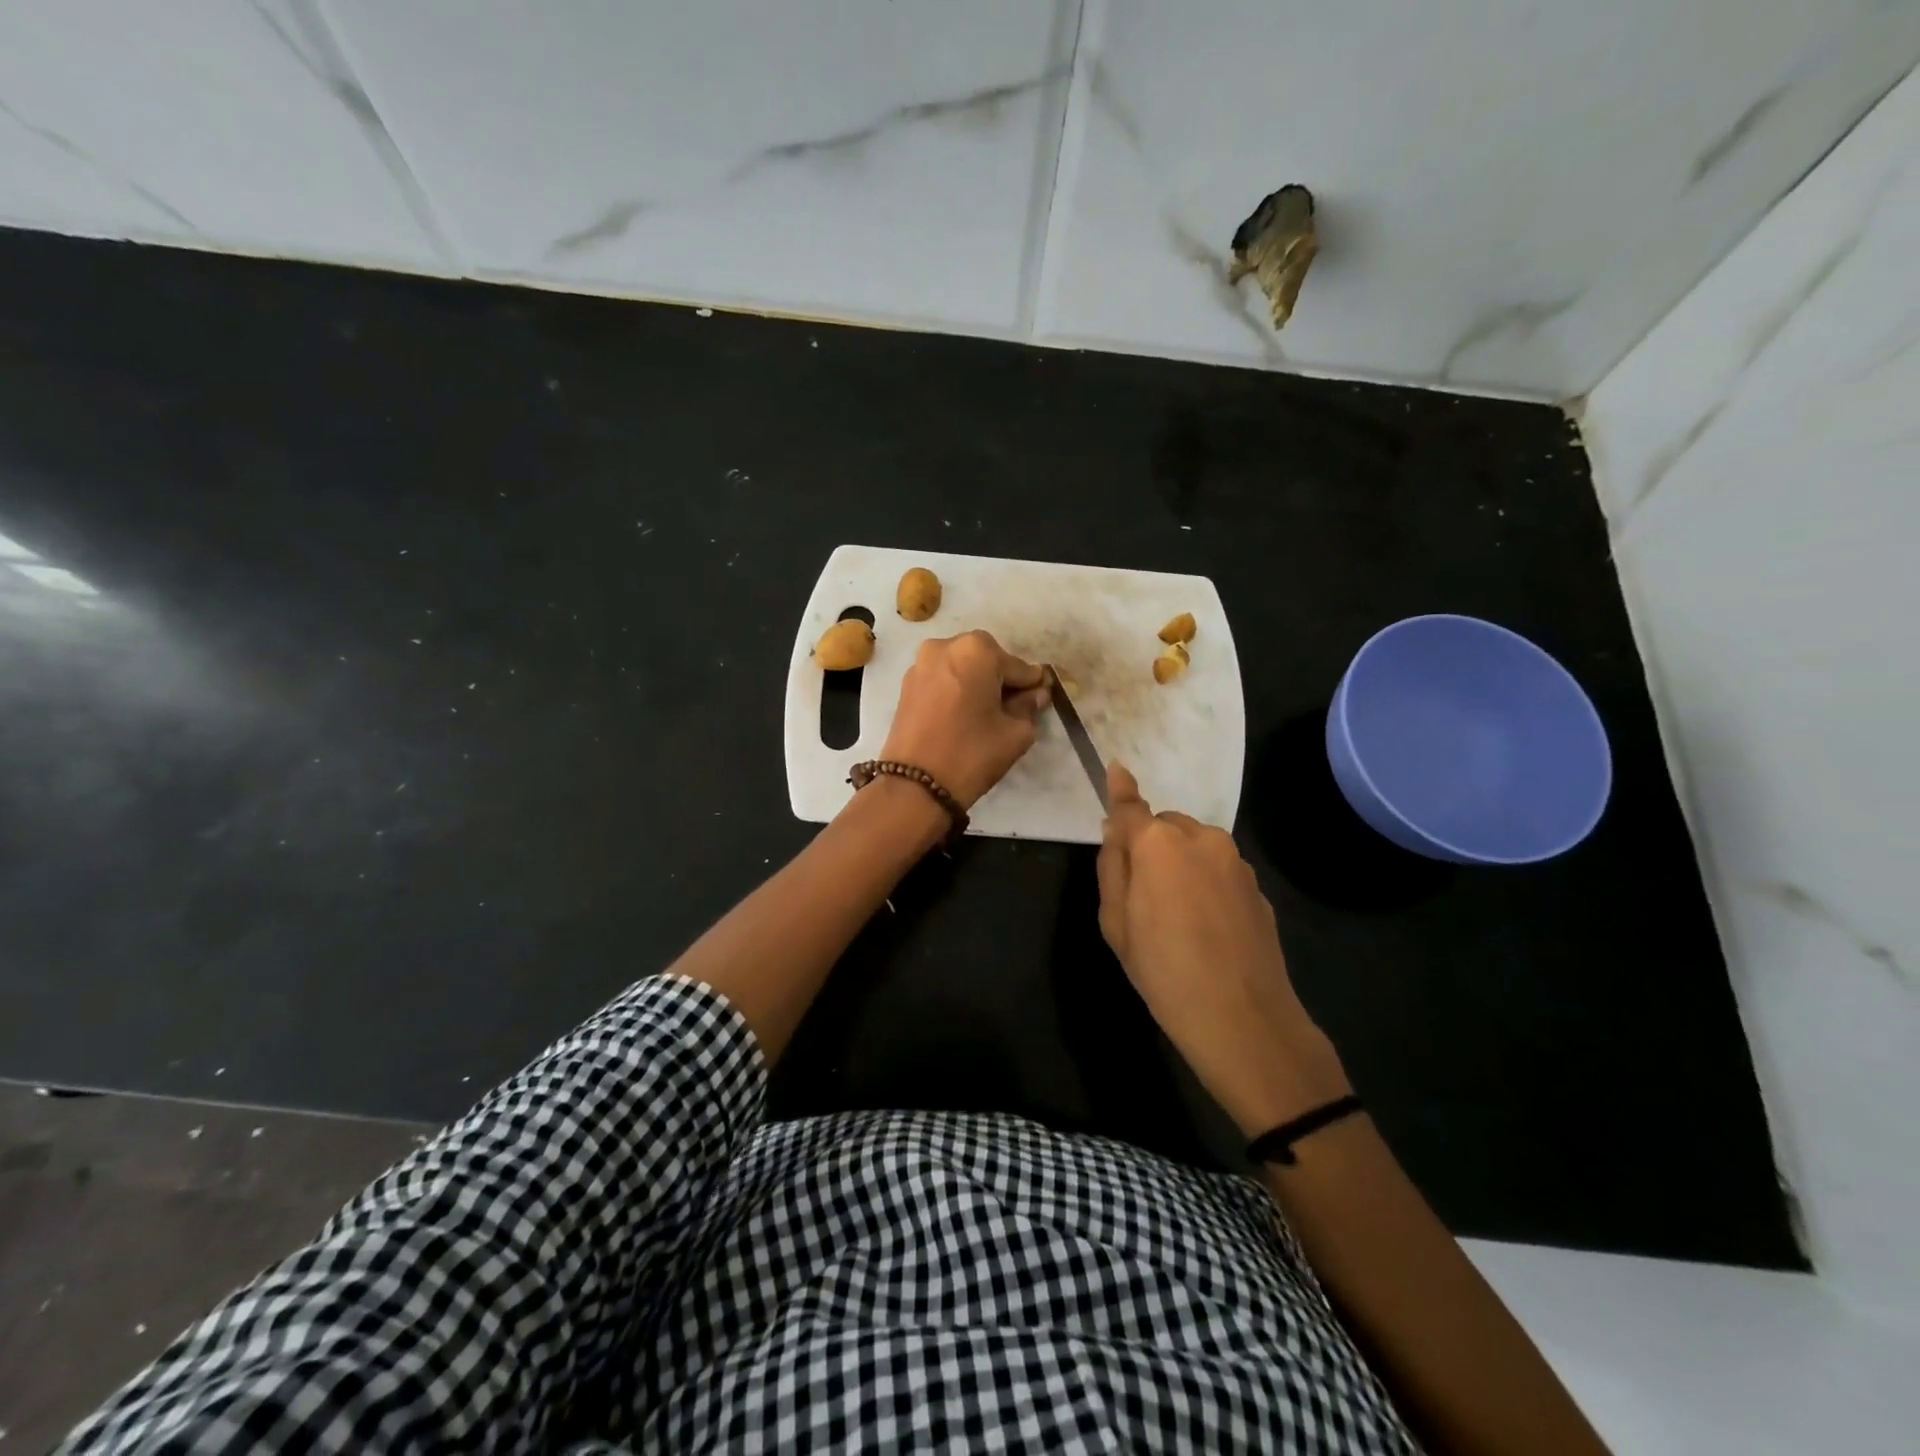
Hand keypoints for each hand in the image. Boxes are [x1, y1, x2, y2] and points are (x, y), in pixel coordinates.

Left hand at [880, 630, 1049, 808]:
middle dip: (1001, 680)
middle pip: (987, 659)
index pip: (1018, 666)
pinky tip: (961, 715)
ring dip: (977, 683)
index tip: (1040, 698)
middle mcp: (945, 646)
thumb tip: (1035, 694)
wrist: (915, 785)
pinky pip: (942, 678)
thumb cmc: (972, 754)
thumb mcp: (1015, 732)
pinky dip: (955, 690)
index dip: (1032, 685)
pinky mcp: (906, 684)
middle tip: (1010, 708)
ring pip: (962, 667)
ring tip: (984, 714)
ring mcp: (921, 663)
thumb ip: (1029, 706)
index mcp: (977, 650)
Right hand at [1097, 763, 1349, 1134]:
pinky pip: (1219, 870)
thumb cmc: (1163, 970)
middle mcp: (1201, 839)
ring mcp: (1235, 862)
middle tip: (1141, 893)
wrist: (1243, 1019)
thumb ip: (1113, 867)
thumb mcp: (1116, 923)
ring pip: (1195, 846)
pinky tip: (1206, 926)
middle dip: (1151, 844)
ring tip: (1176, 916)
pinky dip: (1205, 882)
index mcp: (1159, 844)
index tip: (1115, 767)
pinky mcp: (1257, 886)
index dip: (1119, 789)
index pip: (1131, 807)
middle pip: (1165, 826)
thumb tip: (1116, 831)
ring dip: (1180, 863)